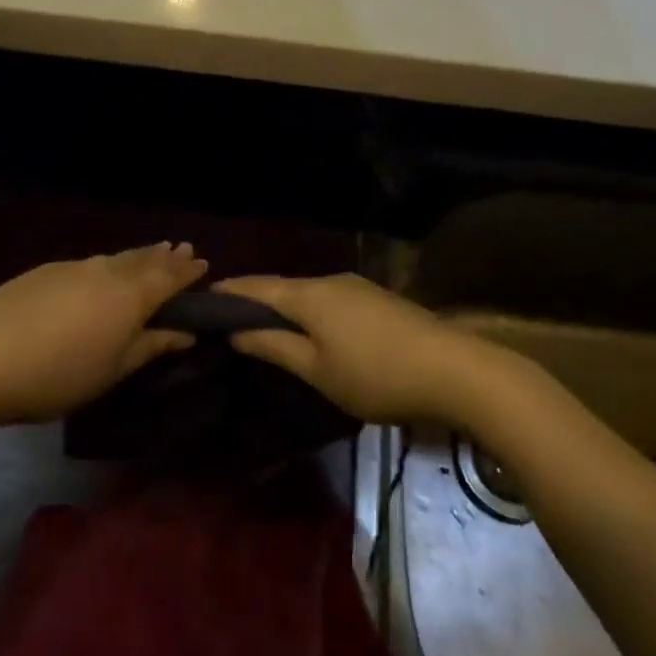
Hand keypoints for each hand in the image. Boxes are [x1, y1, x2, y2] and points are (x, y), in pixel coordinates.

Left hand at [0, 244, 206, 428]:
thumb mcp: (111, 371)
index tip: (203, 263)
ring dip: (137, 256)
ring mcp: (72, 268)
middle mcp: (106, 272)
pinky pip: (89, 263)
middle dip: (164, 257)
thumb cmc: (55, 376)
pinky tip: (103, 272)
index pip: (168, 277)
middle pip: (142, 260)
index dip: (187, 271)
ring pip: (115, 258)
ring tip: (151, 254)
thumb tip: (186, 332)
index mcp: (129, 297)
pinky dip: (108, 264)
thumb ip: (151, 347)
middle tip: (182, 249)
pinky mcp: (44, 271)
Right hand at [212, 273, 496, 425]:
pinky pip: (329, 300)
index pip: (256, 286)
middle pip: (282, 286)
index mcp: (308, 295)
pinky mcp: (377, 300)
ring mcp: (357, 287)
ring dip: (283, 305)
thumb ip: (274, 347)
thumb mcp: (317, 370)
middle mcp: (330, 280)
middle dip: (253, 297)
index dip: (228, 291)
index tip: (201, 298)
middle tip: (227, 316)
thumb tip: (236, 330)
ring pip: (307, 293)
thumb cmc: (375, 375)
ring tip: (262, 324)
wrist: (454, 370)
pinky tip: (309, 329)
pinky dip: (308, 311)